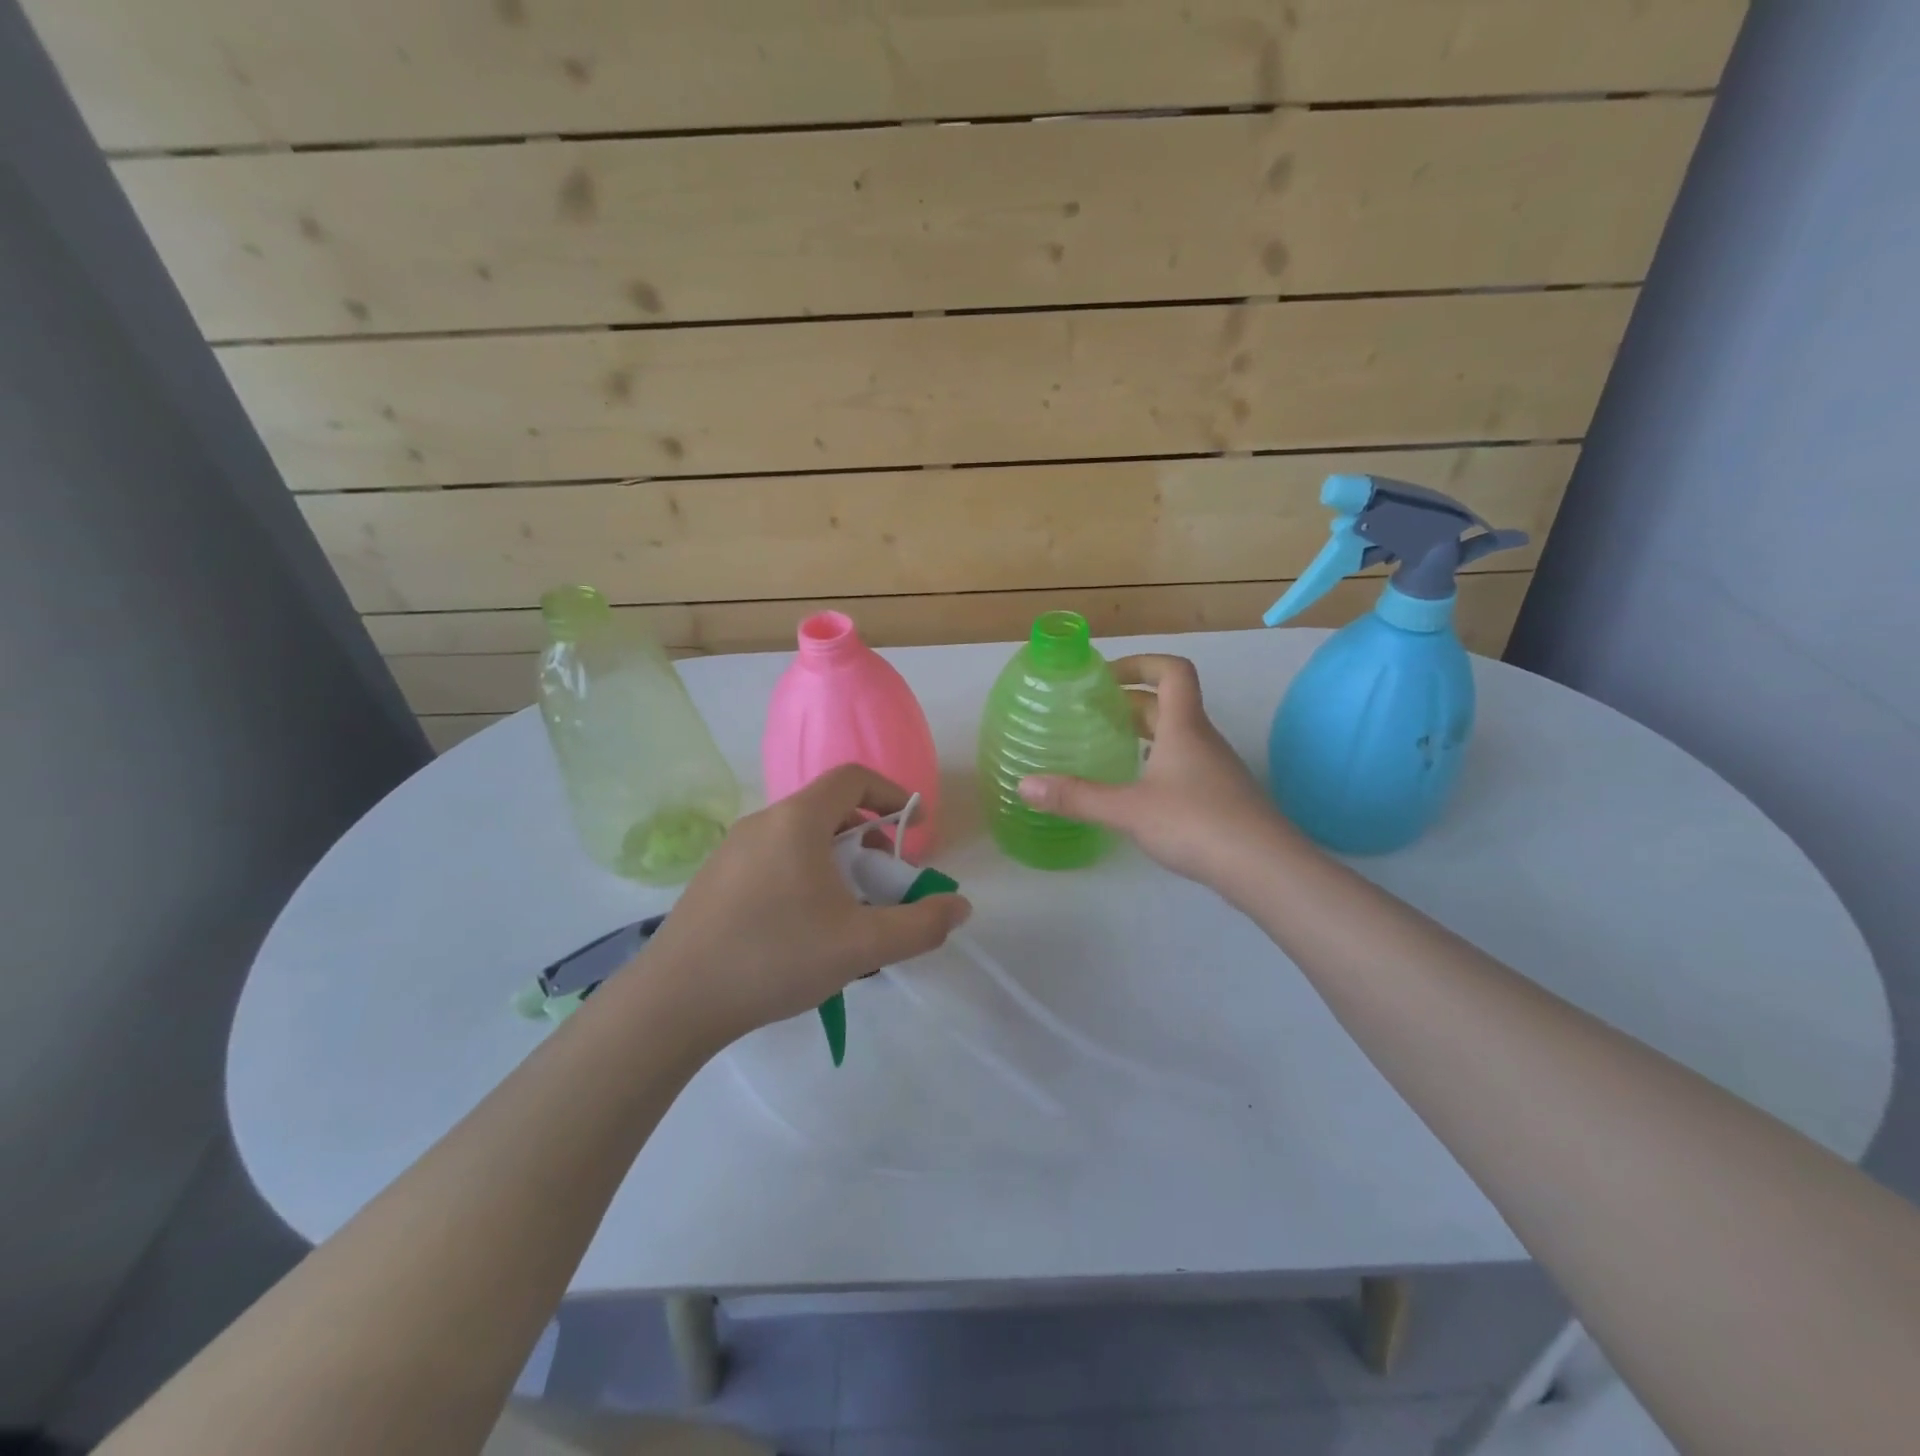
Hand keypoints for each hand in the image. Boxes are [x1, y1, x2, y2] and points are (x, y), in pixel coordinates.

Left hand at [640, 764, 971, 1044]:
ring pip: (800, 838)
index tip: (914, 828)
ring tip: (847, 911)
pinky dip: (804, 875)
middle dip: (869, 837)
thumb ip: (919, 926)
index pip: (853, 777)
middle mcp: (763, 821)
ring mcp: (732, 850)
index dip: (892, 793)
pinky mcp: (715, 880)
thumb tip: (960, 907)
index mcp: (797, 820)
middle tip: (883, 880)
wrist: (673, 1002)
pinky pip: (774, 860)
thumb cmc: (775, 957)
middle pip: (829, 809)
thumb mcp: (861, 946)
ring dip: (836, 860)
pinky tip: (803, 929)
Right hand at [1018, 654, 1288, 886]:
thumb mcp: (1127, 809)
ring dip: (1146, 732)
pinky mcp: (1223, 797)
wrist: (1263, 866)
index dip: (1141, 663)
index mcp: (1183, 727)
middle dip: (1132, 701)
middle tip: (1095, 713)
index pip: (1172, 672)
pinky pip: (1186, 763)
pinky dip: (1159, 762)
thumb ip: (1076, 796)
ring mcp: (1217, 768)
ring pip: (1179, 735)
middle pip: (1170, 703)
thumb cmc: (1195, 823)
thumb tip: (1023, 785)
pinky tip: (1140, 790)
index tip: (1107, 676)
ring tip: (1111, 746)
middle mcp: (1203, 739)